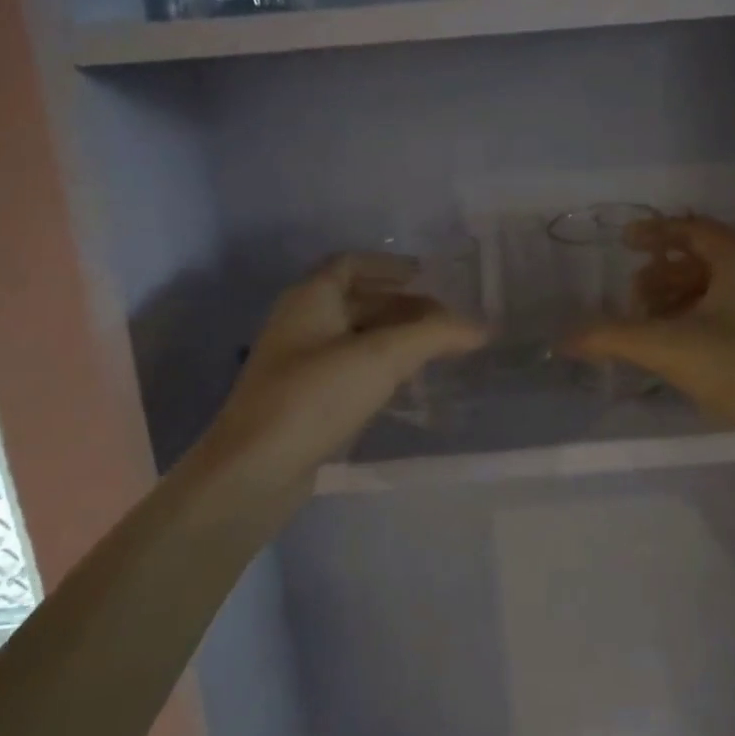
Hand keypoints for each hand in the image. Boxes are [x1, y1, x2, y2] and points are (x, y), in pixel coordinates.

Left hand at [199, 253, 487, 499]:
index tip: (428, 276)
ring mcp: (298, 363)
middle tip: (445, 320)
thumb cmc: (315, 397)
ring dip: (393, 337)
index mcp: (310, 298)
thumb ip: (434, 335)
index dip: (390, 266)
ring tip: (435, 350)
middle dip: (402, 305)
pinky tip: (405, 383)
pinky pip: (348, 368)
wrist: (253, 471)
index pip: (351, 264)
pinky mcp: (302, 399)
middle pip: (357, 300)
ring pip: (354, 336)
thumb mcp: (381, 358)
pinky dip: (379, 366)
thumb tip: (481, 327)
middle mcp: (301, 322)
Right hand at [565, 216, 734, 447]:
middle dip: (661, 275)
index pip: (689, 229)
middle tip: (632, 299)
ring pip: (720, 286)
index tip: (623, 242)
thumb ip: (612, 337)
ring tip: (652, 326)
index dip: (652, 233)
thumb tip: (562, 339)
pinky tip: (686, 346)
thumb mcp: (669, 348)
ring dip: (681, 299)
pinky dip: (704, 316)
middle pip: (703, 257)